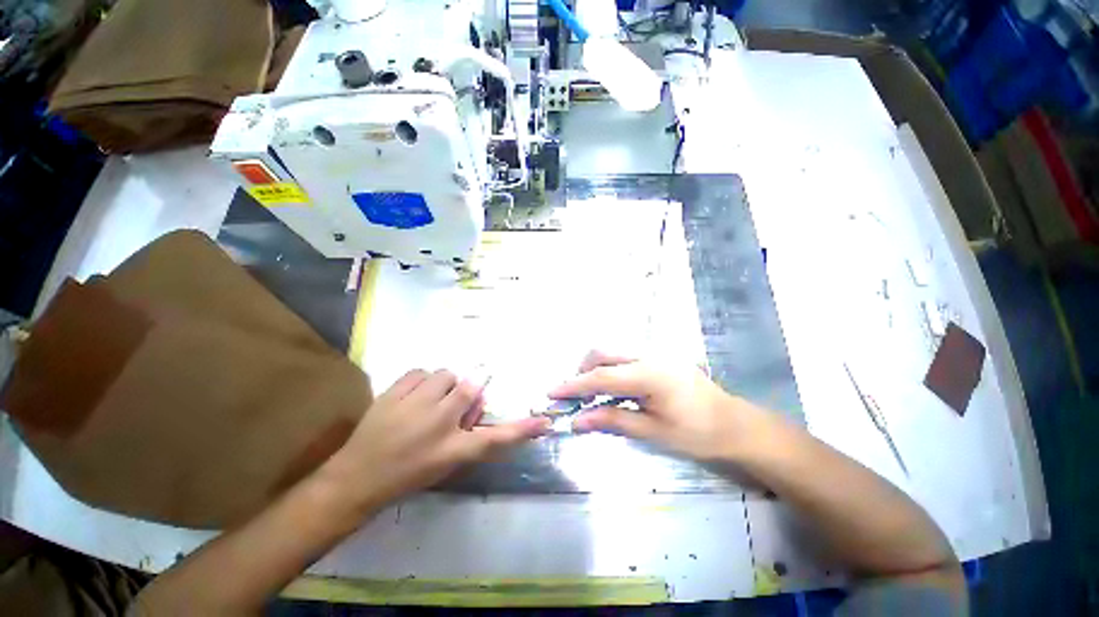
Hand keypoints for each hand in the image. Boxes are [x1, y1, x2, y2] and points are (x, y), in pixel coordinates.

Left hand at [324, 369, 549, 507]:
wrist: (356, 478)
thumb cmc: (406, 475)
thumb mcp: (445, 463)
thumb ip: (470, 433)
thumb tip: (480, 403)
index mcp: (452, 450)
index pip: (496, 438)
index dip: (522, 429)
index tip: (544, 422)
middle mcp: (438, 423)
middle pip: (470, 389)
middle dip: (465, 394)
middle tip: (449, 407)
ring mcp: (414, 405)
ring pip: (445, 375)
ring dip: (443, 386)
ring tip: (429, 402)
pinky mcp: (393, 393)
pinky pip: (420, 372)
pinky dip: (421, 381)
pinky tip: (412, 396)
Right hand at [548, 351, 773, 461]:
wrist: (734, 424)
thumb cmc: (697, 433)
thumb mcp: (653, 431)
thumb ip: (613, 420)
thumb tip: (577, 421)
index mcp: (648, 374)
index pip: (600, 377)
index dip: (573, 385)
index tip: (552, 392)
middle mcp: (648, 355)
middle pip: (602, 353)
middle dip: (582, 371)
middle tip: (575, 396)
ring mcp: (654, 353)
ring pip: (612, 351)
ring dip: (595, 368)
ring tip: (591, 393)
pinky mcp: (658, 357)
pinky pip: (623, 356)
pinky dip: (609, 368)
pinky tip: (612, 388)